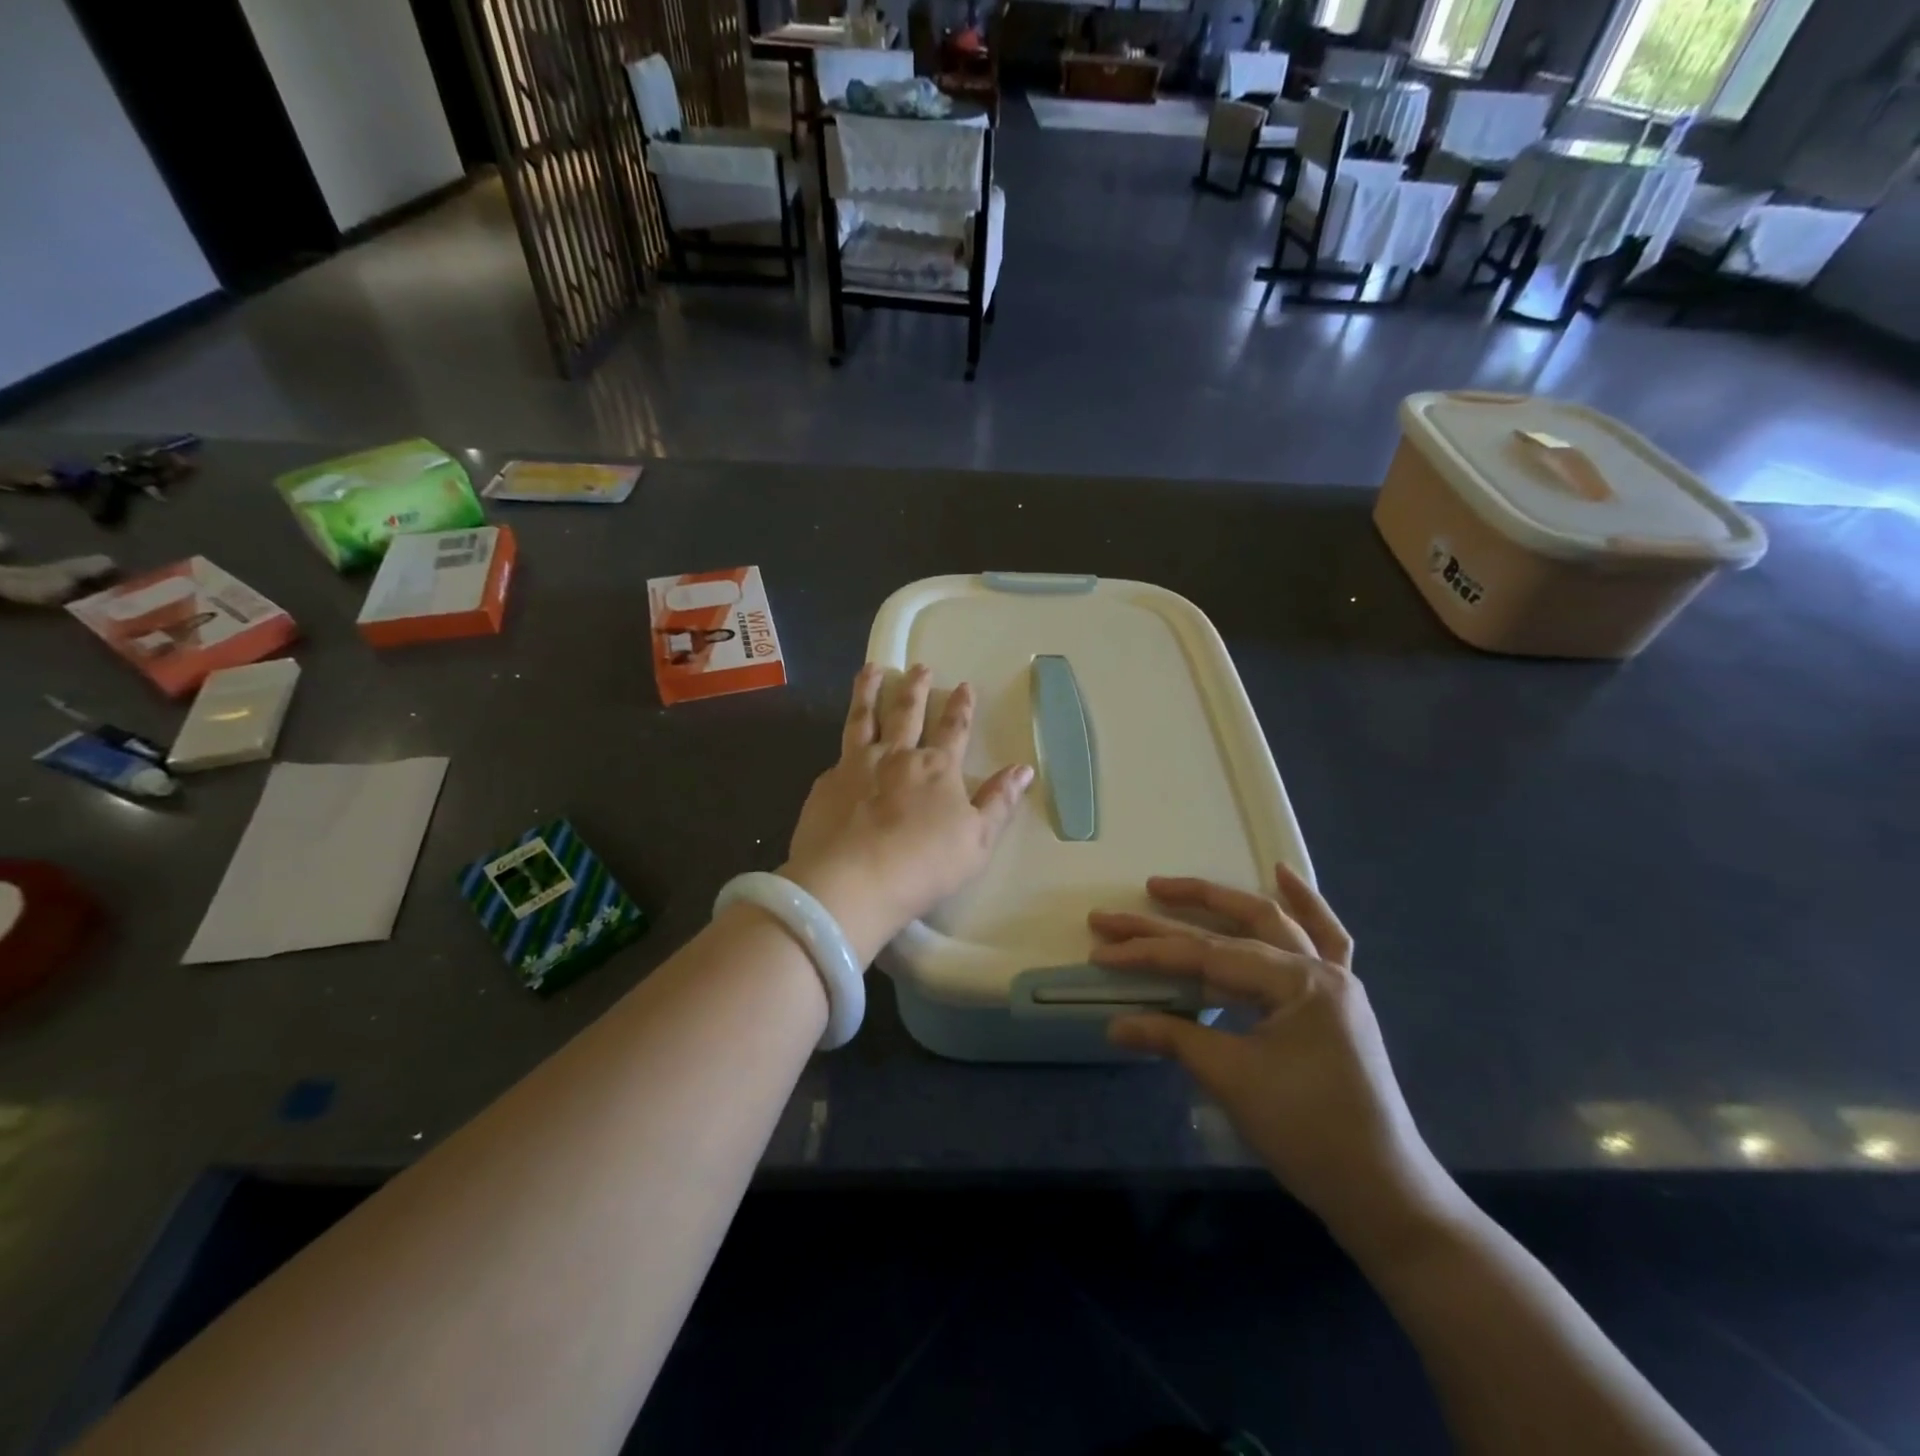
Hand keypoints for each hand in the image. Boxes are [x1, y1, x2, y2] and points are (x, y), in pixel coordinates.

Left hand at [784, 664, 1033, 964]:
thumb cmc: (923, 865)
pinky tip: (842, 744)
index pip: (954, 729)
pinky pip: (838, 753)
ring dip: (869, 692)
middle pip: (907, 713)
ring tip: (872, 670)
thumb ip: (999, 802)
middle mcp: (896, 756)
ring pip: (863, 718)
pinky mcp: (826, 784)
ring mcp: (856, 766)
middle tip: (919, 667)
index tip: (964, 686)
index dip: (961, 707)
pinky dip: (844, 740)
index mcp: (936, 768)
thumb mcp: (977, 840)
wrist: (852, 882)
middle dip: (916, 688)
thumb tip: (1024, 769)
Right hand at [1090, 867, 1457, 1251]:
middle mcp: (1320, 968)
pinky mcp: (1337, 1001)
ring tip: (1173, 886)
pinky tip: (1283, 876)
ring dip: (1225, 901)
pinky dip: (1304, 906)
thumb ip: (1173, 1038)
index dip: (1150, 952)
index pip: (1207, 955)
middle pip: (1237, 926)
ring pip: (1275, 923)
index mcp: (1299, 982)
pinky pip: (1325, 939)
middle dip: (1177, 912)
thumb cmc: (1307, 1132)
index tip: (1103, 950)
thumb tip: (1114, 1025)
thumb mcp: (1233, 1079)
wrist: (1382, 1191)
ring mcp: (1335, 981)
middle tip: (1126, 906)